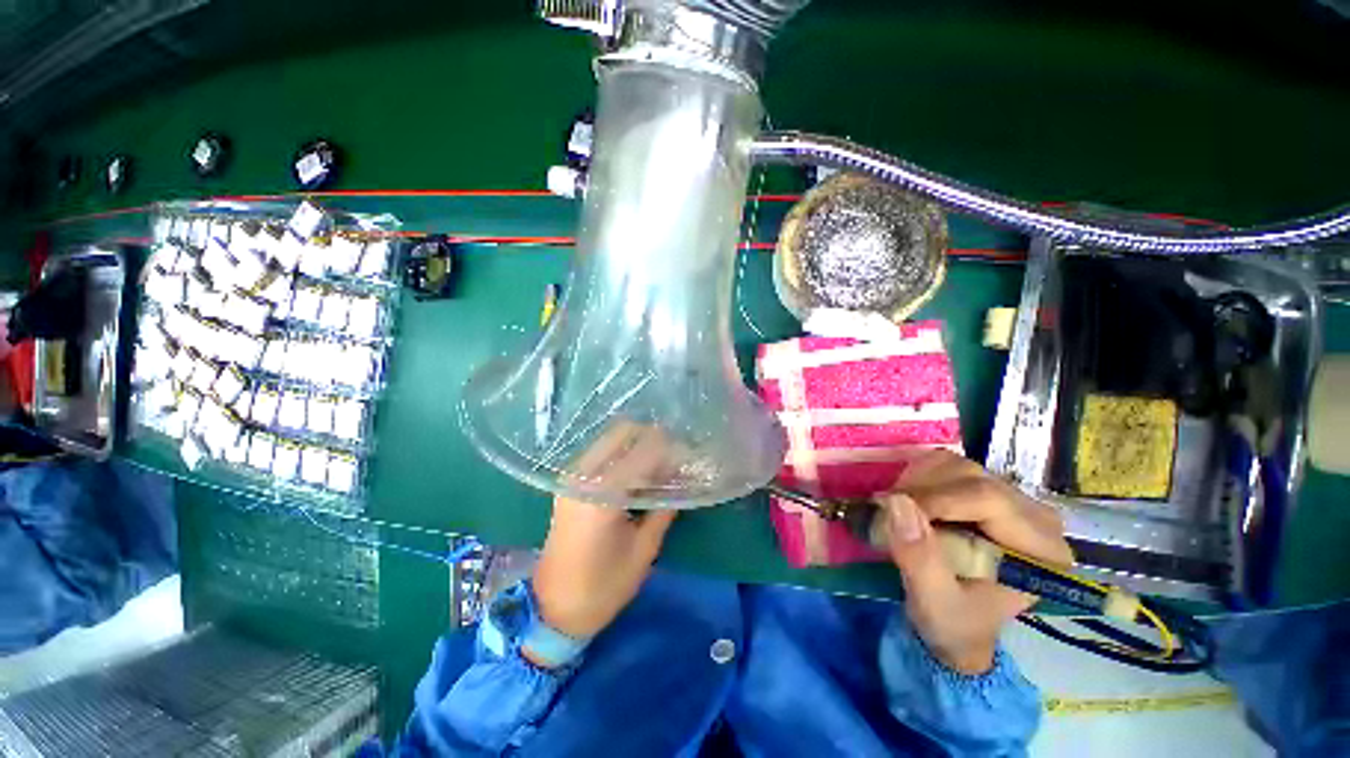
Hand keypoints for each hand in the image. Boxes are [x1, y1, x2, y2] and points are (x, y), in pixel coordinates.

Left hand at [532, 422, 678, 642]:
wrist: (553, 607)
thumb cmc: (603, 587)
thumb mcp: (643, 550)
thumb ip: (664, 507)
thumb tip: (682, 479)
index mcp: (602, 495)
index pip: (644, 453)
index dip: (670, 449)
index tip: (689, 454)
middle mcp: (582, 477)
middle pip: (622, 433)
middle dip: (652, 437)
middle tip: (673, 456)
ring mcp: (571, 477)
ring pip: (610, 439)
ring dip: (637, 444)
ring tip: (658, 463)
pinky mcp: (568, 482)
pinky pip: (600, 453)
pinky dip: (622, 454)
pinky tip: (637, 472)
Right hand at [878, 450, 1072, 674]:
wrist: (957, 626)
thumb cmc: (953, 623)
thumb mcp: (934, 602)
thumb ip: (919, 558)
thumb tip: (896, 503)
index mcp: (1041, 549)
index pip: (988, 499)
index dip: (934, 499)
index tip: (891, 511)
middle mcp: (1036, 517)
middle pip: (972, 477)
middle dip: (921, 489)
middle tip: (887, 510)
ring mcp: (1011, 499)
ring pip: (957, 466)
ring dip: (917, 481)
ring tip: (897, 509)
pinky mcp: (986, 491)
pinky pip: (947, 466)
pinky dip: (918, 476)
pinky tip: (908, 500)